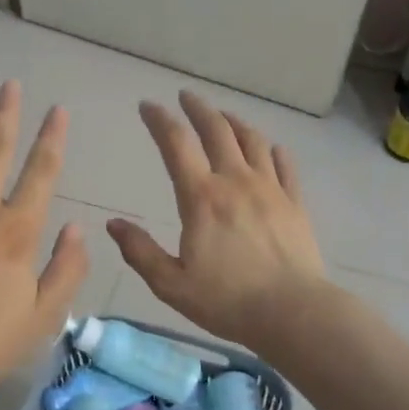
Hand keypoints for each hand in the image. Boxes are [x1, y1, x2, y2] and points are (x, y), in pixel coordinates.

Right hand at [106, 91, 328, 352]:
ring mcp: (270, 189)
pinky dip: (272, 150)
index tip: (147, 106)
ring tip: (222, 116)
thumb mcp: (171, 284)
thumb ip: (140, 251)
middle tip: (186, 96)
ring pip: (252, 141)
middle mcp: (236, 182)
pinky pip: (284, 165)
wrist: (293, 313)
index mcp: (201, 197)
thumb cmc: (227, 301)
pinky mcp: (295, 203)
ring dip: (234, 122)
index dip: (159, 120)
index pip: (176, 144)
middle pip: (217, 130)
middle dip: (198, 108)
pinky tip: (269, 148)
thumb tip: (113, 224)